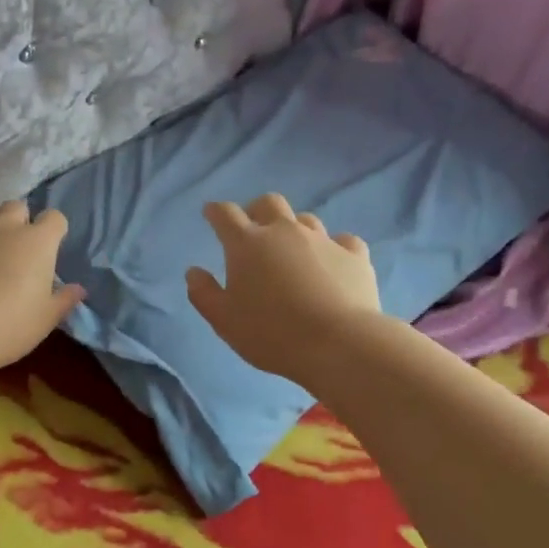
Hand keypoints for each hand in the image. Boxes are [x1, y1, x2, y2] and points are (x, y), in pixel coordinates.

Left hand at [0, 202, 86, 377]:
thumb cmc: (8, 326)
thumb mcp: (45, 320)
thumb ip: (63, 300)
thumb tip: (78, 288)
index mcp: (37, 242)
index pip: (55, 218)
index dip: (54, 231)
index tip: (50, 251)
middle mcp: (3, 226)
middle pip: (16, 206)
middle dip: (19, 221)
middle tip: (16, 248)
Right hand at [186, 193, 381, 385]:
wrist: (339, 343)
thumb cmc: (271, 333)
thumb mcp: (224, 321)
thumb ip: (203, 293)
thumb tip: (194, 272)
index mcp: (247, 244)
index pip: (225, 214)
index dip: (215, 211)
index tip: (211, 214)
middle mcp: (284, 231)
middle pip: (268, 203)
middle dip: (256, 210)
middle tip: (253, 229)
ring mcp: (323, 240)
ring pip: (305, 219)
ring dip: (294, 228)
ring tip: (292, 251)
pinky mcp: (354, 255)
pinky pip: (342, 241)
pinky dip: (333, 248)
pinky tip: (332, 263)